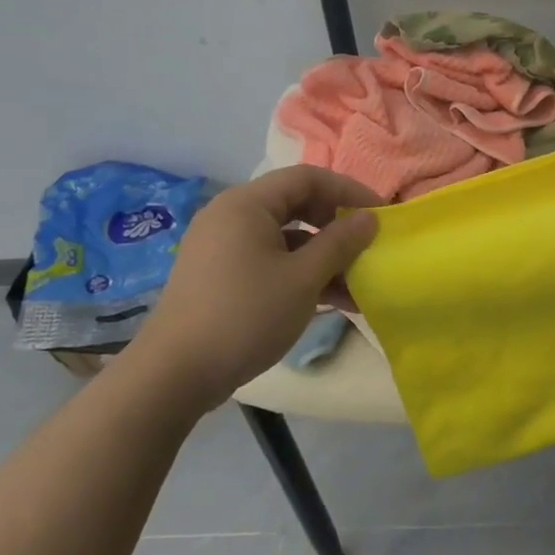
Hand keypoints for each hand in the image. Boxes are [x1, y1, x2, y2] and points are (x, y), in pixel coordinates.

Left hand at [134, 166, 380, 406]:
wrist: (173, 376)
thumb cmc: (245, 315)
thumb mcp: (303, 278)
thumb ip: (340, 243)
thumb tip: (369, 218)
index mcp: (247, 203)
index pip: (308, 178)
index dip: (349, 191)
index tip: (381, 215)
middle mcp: (231, 216)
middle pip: (296, 205)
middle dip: (337, 226)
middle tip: (368, 246)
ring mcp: (222, 247)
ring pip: (286, 238)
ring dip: (323, 257)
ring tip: (358, 285)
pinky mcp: (220, 276)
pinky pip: (270, 260)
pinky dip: (300, 273)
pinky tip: (331, 301)